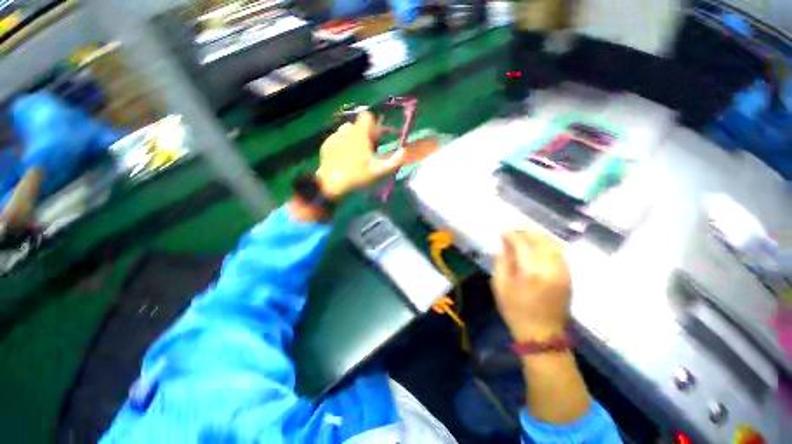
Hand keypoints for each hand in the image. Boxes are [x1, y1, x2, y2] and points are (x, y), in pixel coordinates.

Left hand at [316, 111, 402, 198]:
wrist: (331, 187)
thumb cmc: (358, 178)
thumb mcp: (380, 173)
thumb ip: (395, 161)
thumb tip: (403, 151)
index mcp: (360, 134)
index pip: (367, 116)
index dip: (374, 126)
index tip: (377, 139)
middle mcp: (345, 131)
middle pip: (357, 125)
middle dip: (364, 135)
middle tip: (368, 151)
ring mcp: (333, 138)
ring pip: (346, 132)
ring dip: (353, 139)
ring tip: (355, 156)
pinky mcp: (325, 146)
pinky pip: (336, 139)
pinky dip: (342, 145)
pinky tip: (343, 160)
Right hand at [491, 230, 571, 341]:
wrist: (543, 334)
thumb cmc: (516, 311)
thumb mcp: (500, 286)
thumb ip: (501, 262)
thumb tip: (502, 245)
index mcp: (531, 272)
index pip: (522, 243)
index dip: (511, 234)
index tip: (502, 232)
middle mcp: (551, 268)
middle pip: (540, 240)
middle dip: (525, 232)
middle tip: (512, 231)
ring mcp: (563, 271)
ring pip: (552, 244)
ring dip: (537, 236)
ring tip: (524, 235)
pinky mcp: (568, 276)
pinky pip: (559, 252)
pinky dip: (547, 244)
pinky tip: (538, 245)